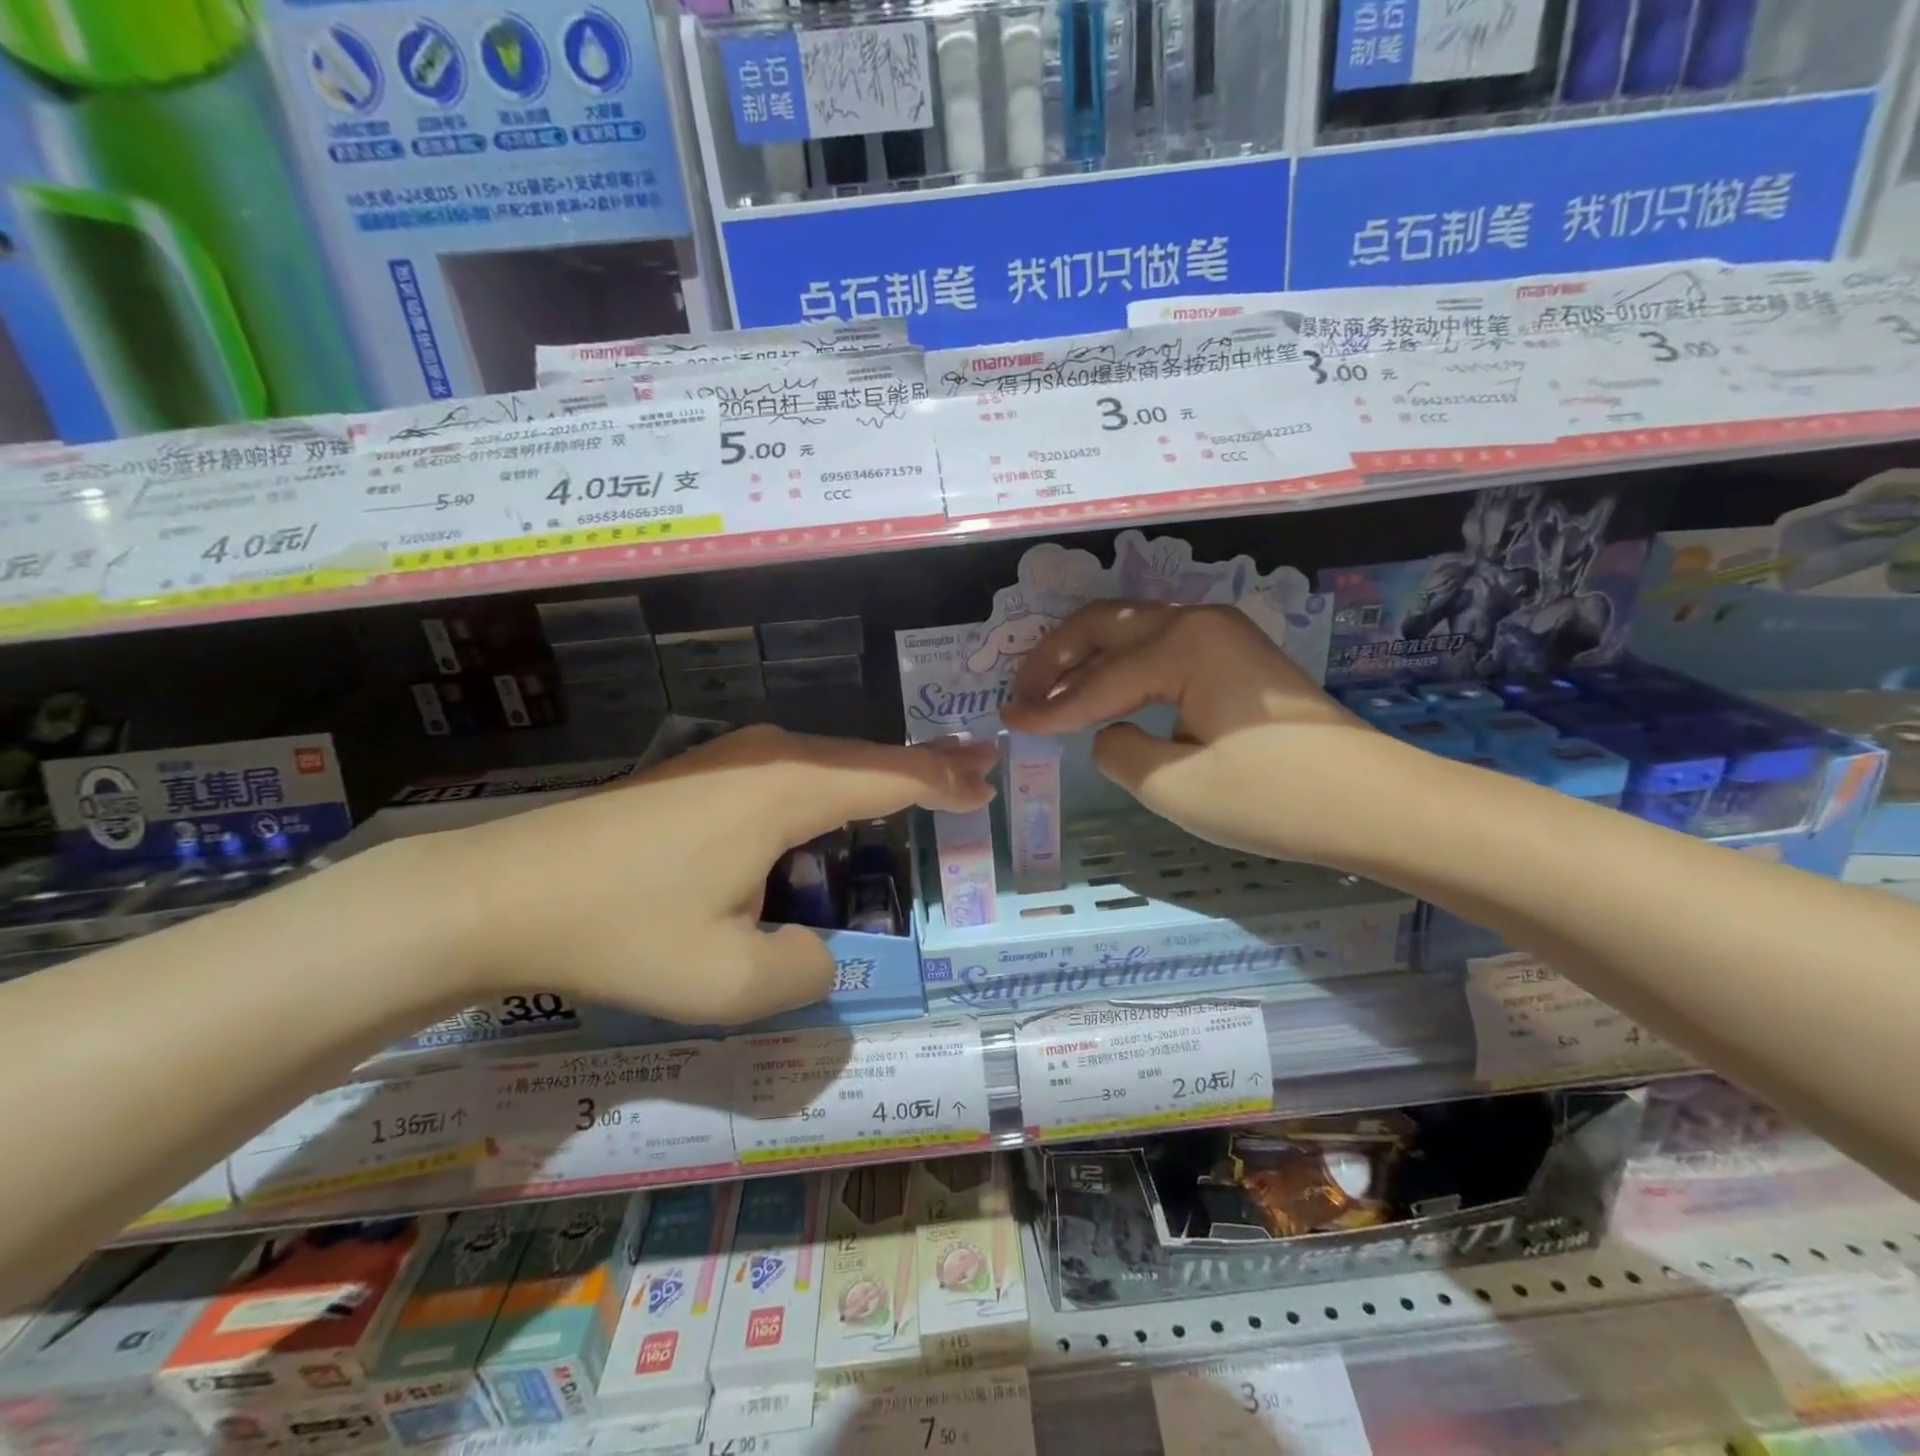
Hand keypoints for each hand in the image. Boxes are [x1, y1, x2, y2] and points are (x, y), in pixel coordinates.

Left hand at [437, 726, 995, 1023]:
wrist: (499, 893)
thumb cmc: (621, 930)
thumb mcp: (729, 981)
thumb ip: (809, 971)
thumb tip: (826, 954)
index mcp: (787, 790)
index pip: (890, 777)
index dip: (945, 782)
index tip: (989, 783)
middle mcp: (768, 755)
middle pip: (866, 758)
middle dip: (925, 767)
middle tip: (977, 772)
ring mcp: (732, 757)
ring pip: (828, 763)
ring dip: (879, 776)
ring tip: (925, 787)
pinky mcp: (704, 773)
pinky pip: (792, 773)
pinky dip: (834, 788)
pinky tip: (838, 812)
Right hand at [999, 602, 1400, 866]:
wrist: (1376, 804)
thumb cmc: (1274, 798)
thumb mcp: (1175, 786)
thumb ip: (1117, 751)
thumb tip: (1107, 731)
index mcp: (1182, 645)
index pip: (1096, 680)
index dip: (1048, 707)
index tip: (1009, 725)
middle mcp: (1198, 622)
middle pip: (1104, 627)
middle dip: (1054, 660)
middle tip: (1019, 696)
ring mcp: (1222, 634)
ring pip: (1131, 632)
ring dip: (1085, 659)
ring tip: (1047, 694)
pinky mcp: (1235, 657)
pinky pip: (1158, 649)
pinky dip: (1120, 668)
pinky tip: (1101, 693)